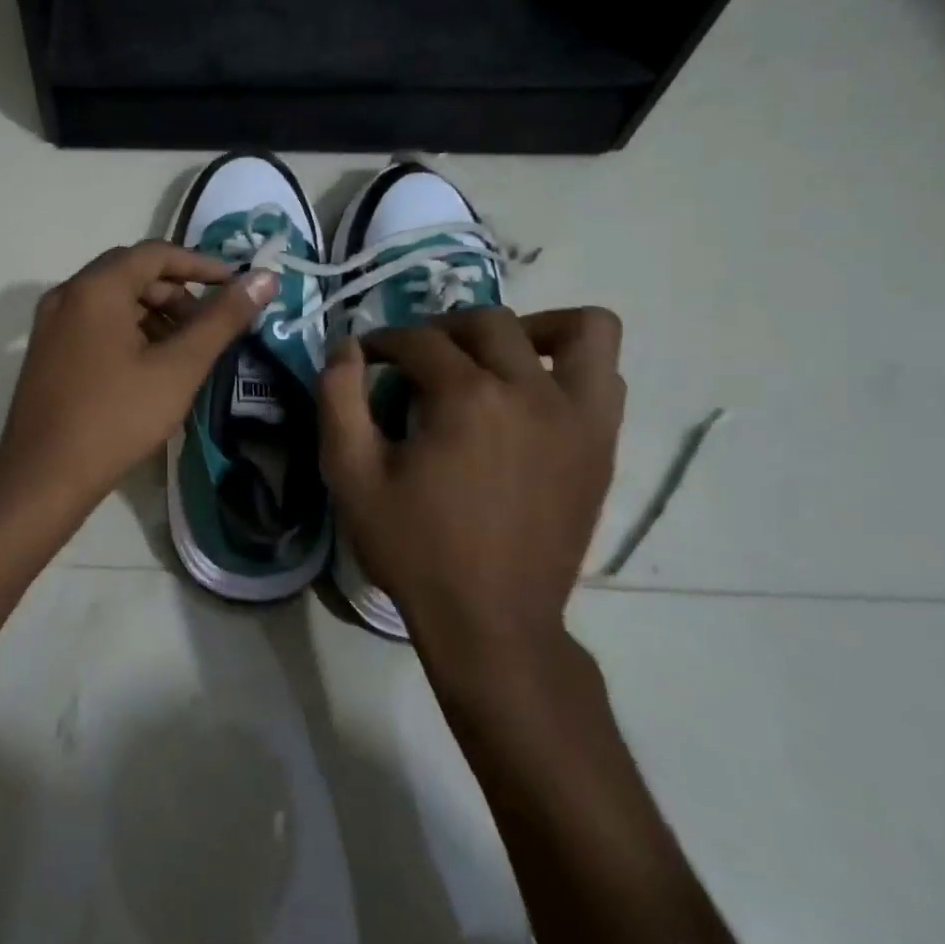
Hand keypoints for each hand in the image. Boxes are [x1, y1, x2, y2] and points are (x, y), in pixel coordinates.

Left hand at [0, 241, 277, 514]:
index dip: (201, 264)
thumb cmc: (117, 418)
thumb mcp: (179, 368)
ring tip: (184, 351)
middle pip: (131, 274)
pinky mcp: (46, 351)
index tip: (234, 286)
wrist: (43, 476)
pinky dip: (128, 331)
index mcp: (96, 288)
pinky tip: (149, 367)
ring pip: (112, 301)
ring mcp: (50, 324)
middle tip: (209, 325)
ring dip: (153, 314)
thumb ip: (222, 320)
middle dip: (177, 293)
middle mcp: (67, 294)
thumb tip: (264, 278)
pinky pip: (94, 323)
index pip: (156, 253)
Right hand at [318, 307, 624, 652]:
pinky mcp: (602, 443)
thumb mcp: (351, 476)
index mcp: (466, 398)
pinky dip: (571, 364)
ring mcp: (578, 416)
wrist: (491, 619)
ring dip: (528, 329)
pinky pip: (606, 374)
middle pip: (487, 324)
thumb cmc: (414, 548)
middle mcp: (530, 392)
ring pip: (576, 330)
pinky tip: (533, 392)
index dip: (383, 343)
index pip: (419, 341)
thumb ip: (338, 400)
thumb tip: (344, 345)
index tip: (365, 359)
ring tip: (493, 357)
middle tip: (415, 361)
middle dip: (440, 330)